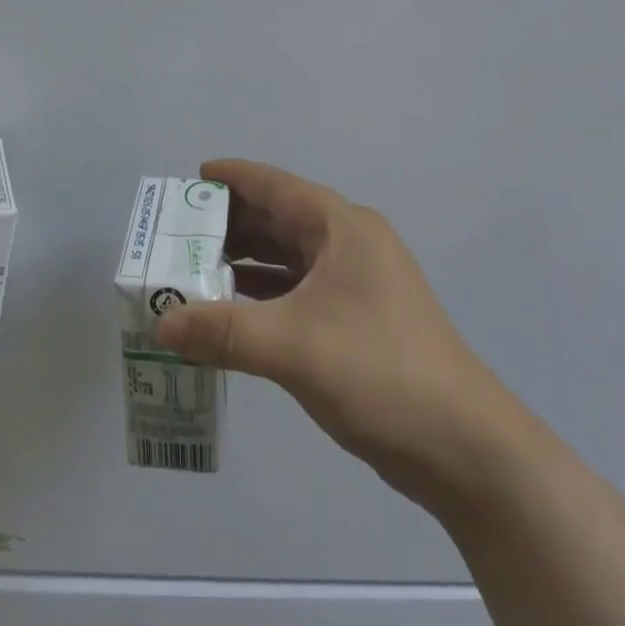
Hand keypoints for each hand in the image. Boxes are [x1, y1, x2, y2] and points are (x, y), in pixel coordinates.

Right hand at [155, 159, 504, 508]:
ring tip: (193, 271)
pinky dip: (263, 297)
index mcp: (342, 227)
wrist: (464, 447)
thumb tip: (160, 322)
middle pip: (279, 220)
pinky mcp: (358, 321)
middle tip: (178, 236)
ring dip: (244, 263)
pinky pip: (298, 292)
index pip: (276, 186)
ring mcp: (357, 284)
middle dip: (230, 225)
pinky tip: (231, 313)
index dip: (233, 178)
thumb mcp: (294, 346)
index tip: (190, 178)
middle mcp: (350, 244)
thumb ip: (222, 331)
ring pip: (288, 258)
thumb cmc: (380, 371)